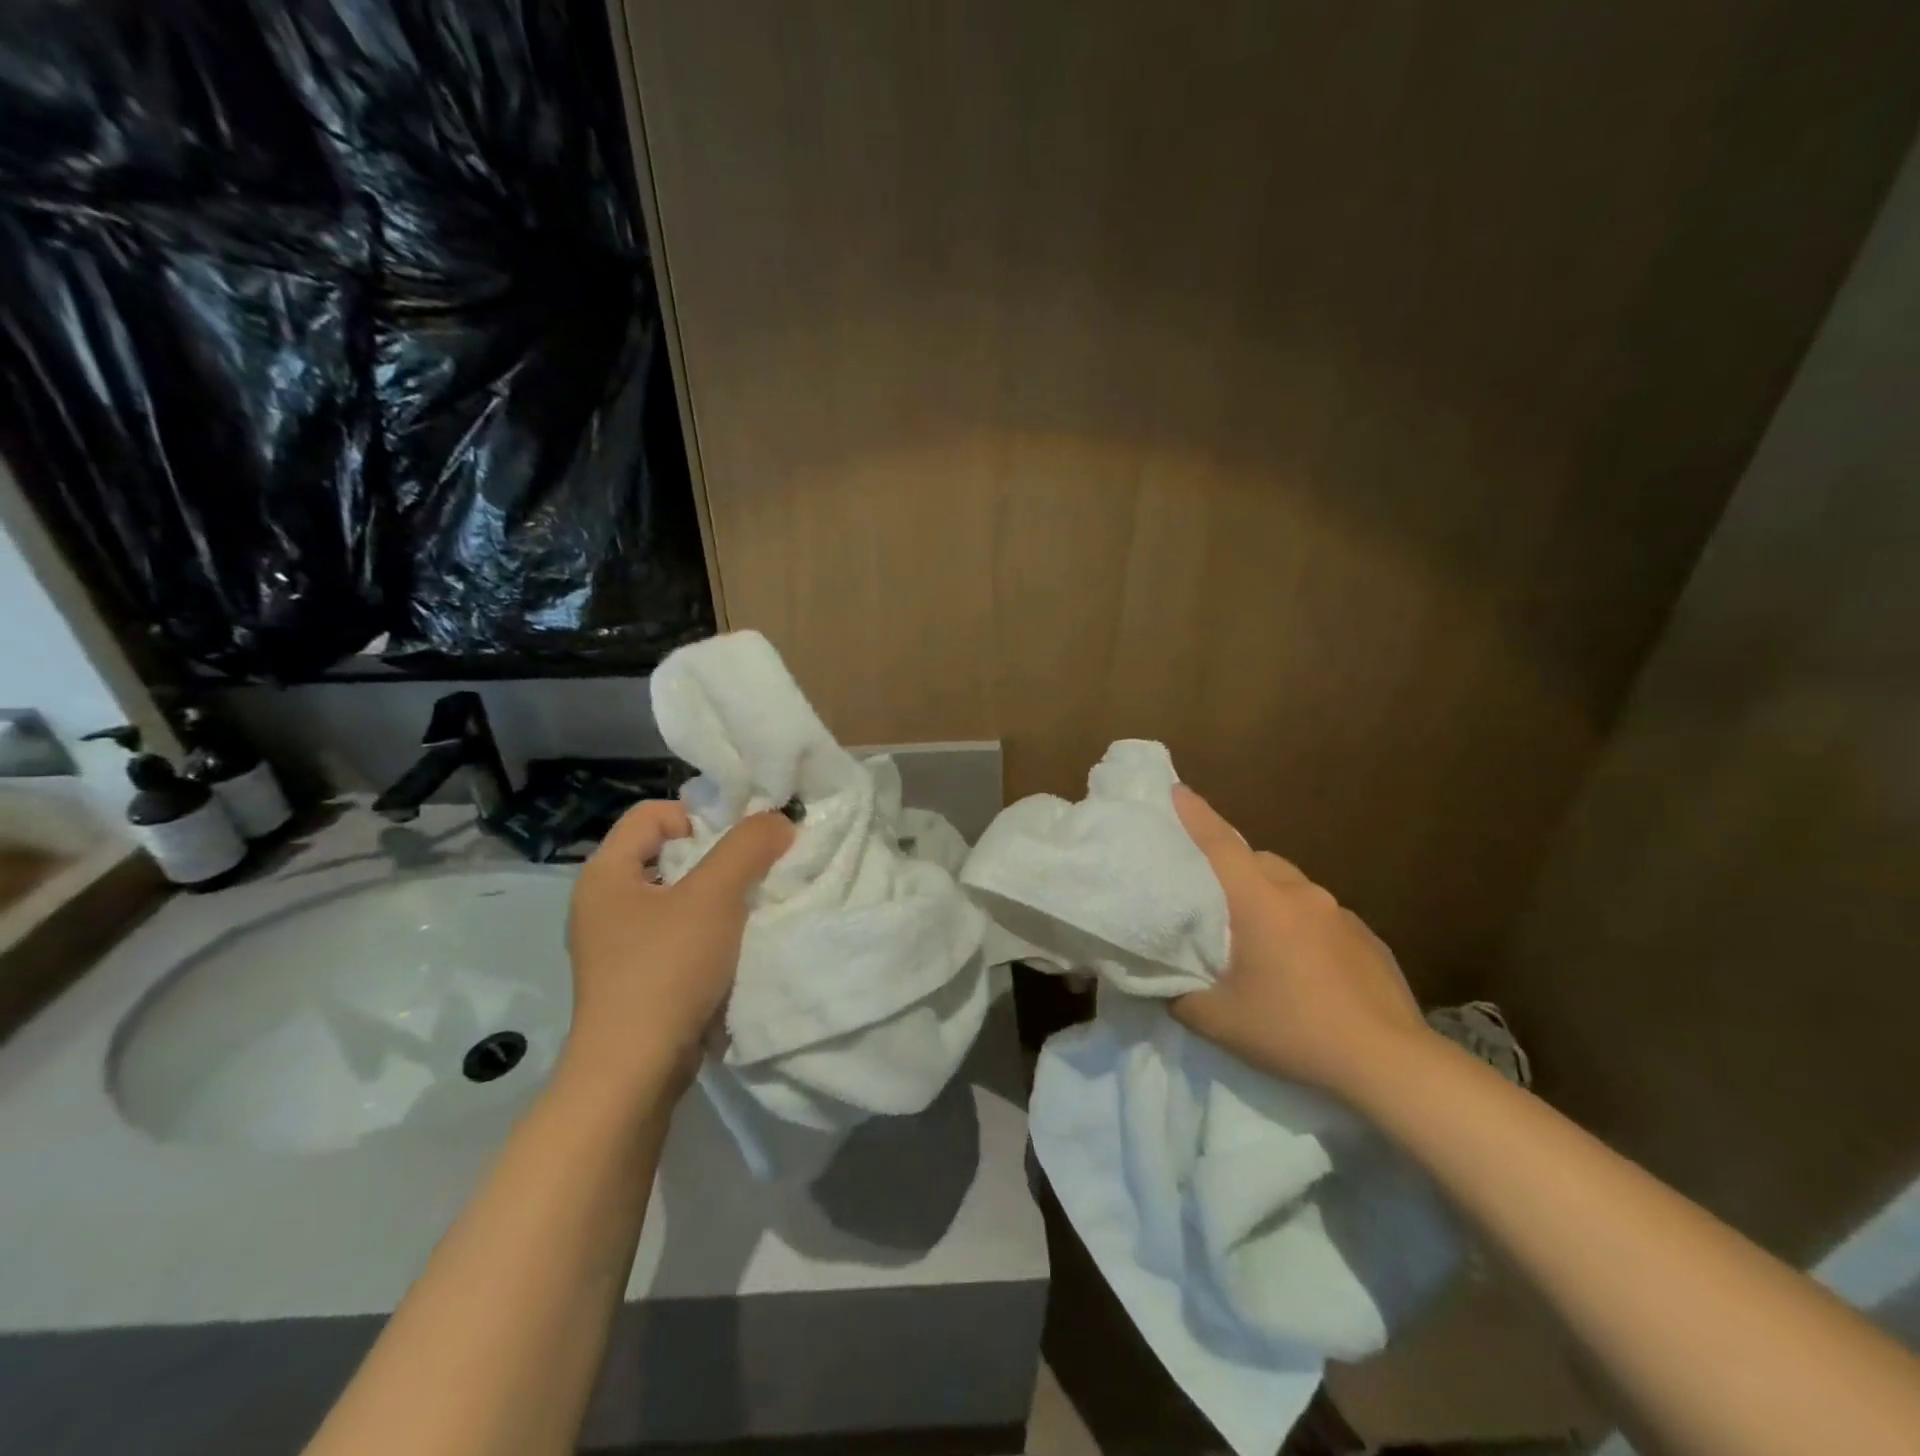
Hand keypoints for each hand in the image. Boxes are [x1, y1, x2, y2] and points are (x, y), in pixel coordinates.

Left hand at [561, 800, 792, 1097]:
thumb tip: (779, 819)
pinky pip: (676, 934)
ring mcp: (616, 944)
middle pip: (668, 853)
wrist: (635, 1073)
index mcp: (605, 873)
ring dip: (717, 898)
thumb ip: (748, 847)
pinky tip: (733, 948)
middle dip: (717, 858)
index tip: (739, 846)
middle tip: (755, 874)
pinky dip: (707, 932)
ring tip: (749, 911)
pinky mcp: (634, 978)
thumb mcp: (715, 897)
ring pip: (677, 896)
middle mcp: (603, 903)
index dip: (700, 818)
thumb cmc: (666, 970)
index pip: (654, 814)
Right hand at [1170, 786, 1428, 1099]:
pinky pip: (1319, 914)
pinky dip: (1300, 923)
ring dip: (1267, 897)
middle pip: (1255, 860)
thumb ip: (1180, 994)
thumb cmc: (1294, 1030)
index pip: (1219, 843)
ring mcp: (1339, 912)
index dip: (1194, 814)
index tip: (1175, 790)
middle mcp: (1300, 893)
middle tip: (1210, 898)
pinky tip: (1303, 965)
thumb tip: (1163, 979)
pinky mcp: (1367, 936)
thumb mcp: (1219, 1021)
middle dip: (1229, 867)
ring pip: (1289, 886)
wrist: (1391, 1062)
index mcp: (1260, 901)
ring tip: (1257, 938)